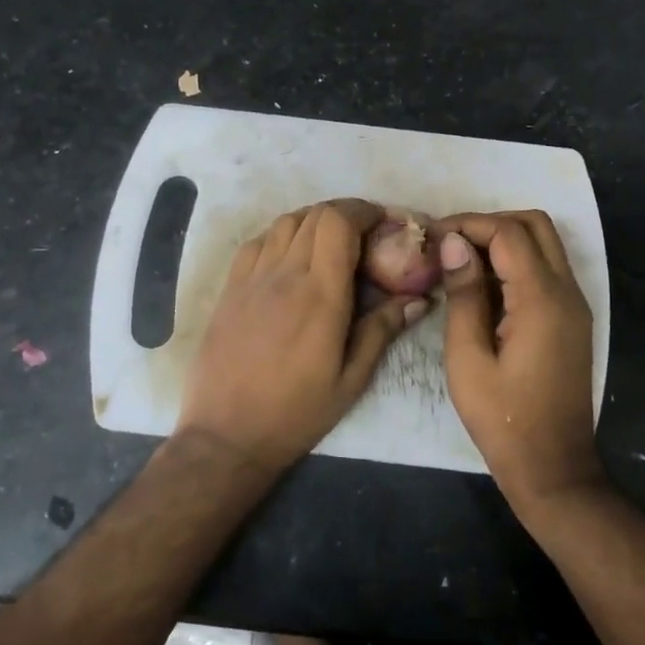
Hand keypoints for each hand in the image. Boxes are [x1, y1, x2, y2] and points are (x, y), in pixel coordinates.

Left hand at [177, 199, 428, 470]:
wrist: (226, 433)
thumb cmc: (295, 412)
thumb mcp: (351, 380)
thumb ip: (382, 331)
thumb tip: (418, 299)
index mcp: (320, 294)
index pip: (339, 222)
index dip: (365, 211)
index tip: (384, 222)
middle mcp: (284, 274)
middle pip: (314, 214)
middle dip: (346, 213)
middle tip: (365, 235)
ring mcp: (251, 278)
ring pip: (285, 222)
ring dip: (314, 221)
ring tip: (331, 243)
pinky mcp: (230, 288)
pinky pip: (257, 242)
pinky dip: (281, 236)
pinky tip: (291, 258)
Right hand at [435, 210, 603, 509]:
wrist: (552, 467)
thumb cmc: (502, 419)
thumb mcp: (468, 358)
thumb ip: (463, 295)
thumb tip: (453, 243)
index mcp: (541, 300)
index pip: (508, 233)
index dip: (468, 224)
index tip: (431, 236)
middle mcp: (567, 292)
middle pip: (535, 225)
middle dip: (489, 223)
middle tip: (449, 244)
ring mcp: (574, 306)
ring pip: (544, 245)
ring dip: (503, 240)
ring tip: (459, 262)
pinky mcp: (571, 320)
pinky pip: (546, 271)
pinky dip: (515, 263)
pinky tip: (481, 287)